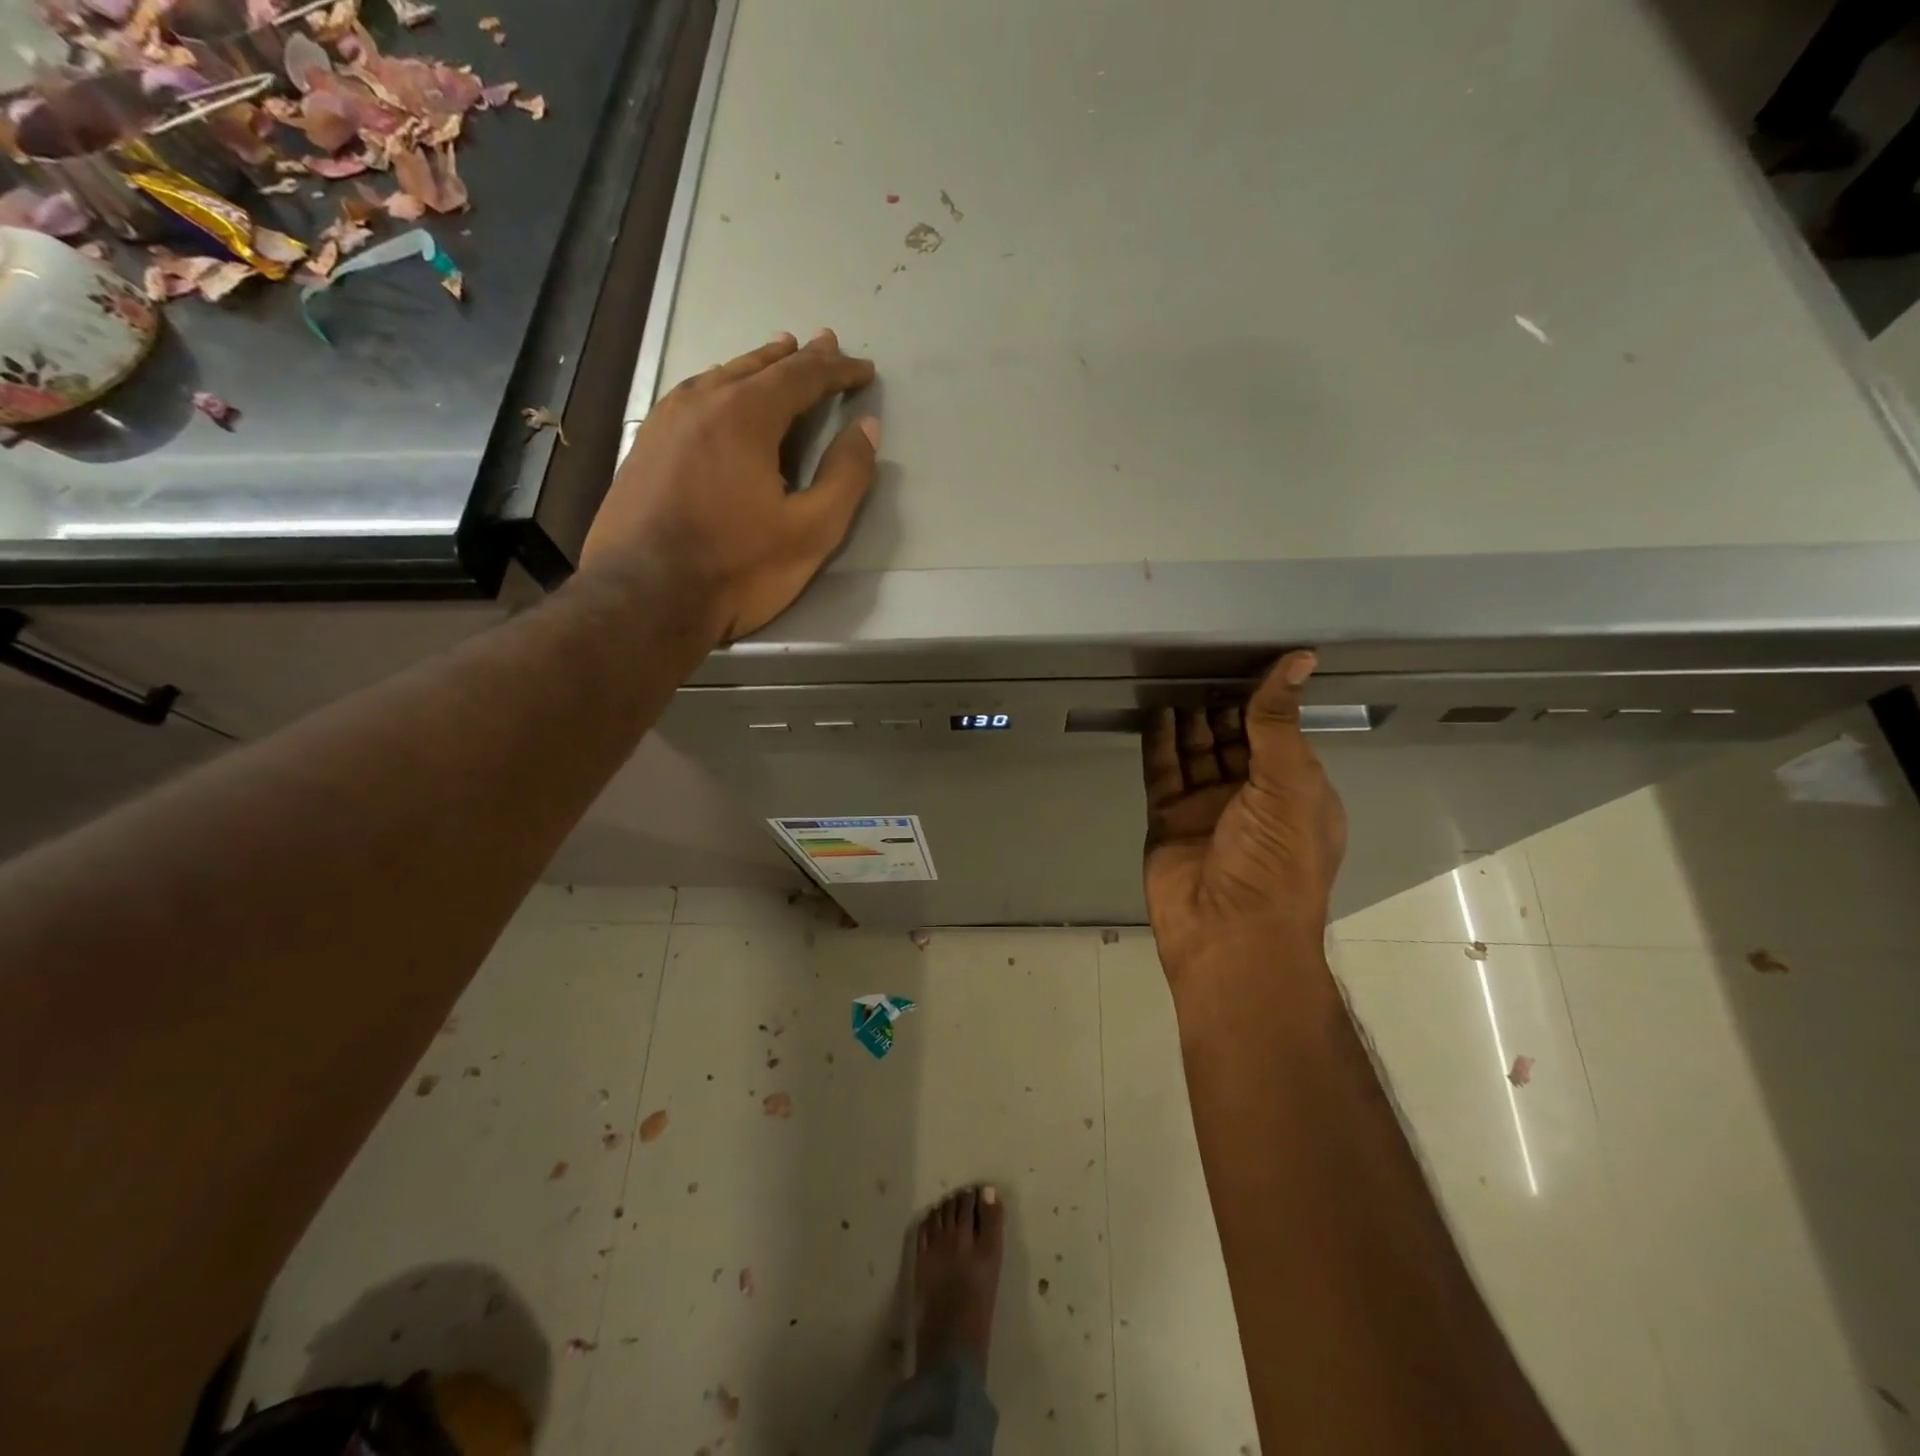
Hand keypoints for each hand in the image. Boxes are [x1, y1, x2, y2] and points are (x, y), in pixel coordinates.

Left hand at [582, 329, 878, 643]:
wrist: (643, 597)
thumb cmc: (736, 568)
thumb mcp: (810, 531)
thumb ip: (845, 476)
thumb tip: (867, 428)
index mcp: (746, 415)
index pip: (802, 376)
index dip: (837, 371)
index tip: (863, 369)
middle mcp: (702, 402)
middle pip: (758, 366)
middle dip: (797, 357)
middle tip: (823, 343)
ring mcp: (666, 421)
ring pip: (720, 376)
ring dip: (756, 366)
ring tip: (776, 354)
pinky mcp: (645, 446)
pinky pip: (693, 397)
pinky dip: (721, 386)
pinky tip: (721, 395)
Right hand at [1141, 652, 1347, 983]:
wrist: (1228, 933)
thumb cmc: (1276, 860)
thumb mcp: (1290, 784)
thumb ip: (1279, 721)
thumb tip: (1299, 658)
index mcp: (1295, 792)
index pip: (1279, 735)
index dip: (1265, 702)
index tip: (1247, 660)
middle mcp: (1252, 797)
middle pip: (1234, 740)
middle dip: (1223, 707)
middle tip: (1203, 662)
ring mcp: (1207, 809)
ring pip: (1196, 752)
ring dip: (1189, 719)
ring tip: (1177, 677)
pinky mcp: (1169, 819)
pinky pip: (1163, 771)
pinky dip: (1159, 742)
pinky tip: (1156, 711)